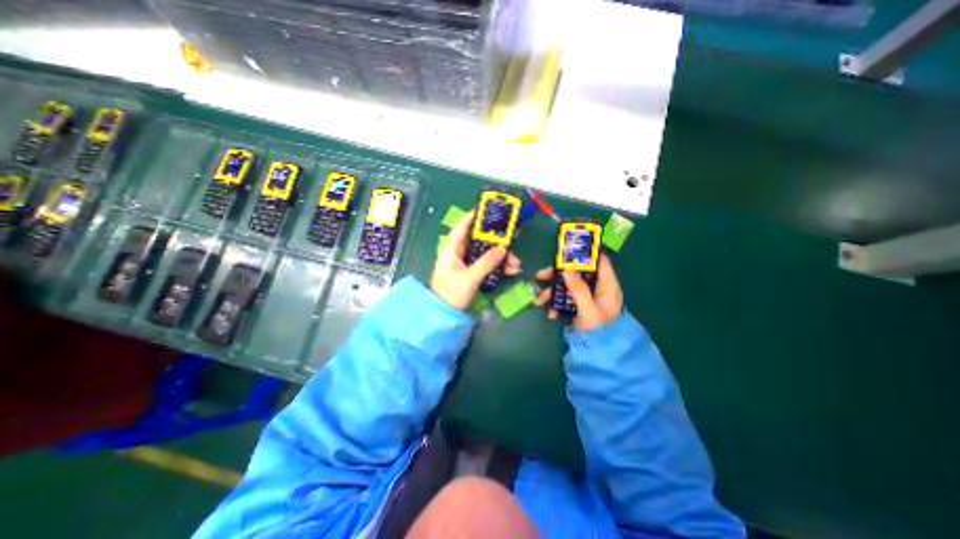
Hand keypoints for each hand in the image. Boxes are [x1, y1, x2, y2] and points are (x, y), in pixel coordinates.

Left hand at [431, 210, 521, 310]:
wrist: (444, 315)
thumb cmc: (451, 294)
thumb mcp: (470, 278)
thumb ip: (486, 262)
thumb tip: (502, 249)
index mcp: (451, 249)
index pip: (462, 226)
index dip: (473, 216)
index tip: (488, 209)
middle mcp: (458, 252)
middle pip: (479, 239)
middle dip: (496, 241)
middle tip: (511, 240)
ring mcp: (465, 263)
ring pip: (485, 252)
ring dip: (501, 256)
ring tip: (515, 263)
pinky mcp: (471, 272)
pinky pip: (486, 264)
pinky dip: (498, 266)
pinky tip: (510, 270)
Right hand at [532, 252, 623, 332]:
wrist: (600, 354)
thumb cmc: (599, 331)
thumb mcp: (589, 310)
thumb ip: (578, 290)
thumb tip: (567, 269)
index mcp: (607, 286)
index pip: (599, 262)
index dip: (586, 253)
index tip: (567, 249)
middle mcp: (597, 288)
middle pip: (577, 272)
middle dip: (557, 274)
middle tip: (541, 275)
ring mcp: (587, 297)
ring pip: (567, 286)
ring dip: (552, 292)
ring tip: (539, 301)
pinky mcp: (578, 305)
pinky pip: (565, 298)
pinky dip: (556, 304)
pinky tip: (550, 314)